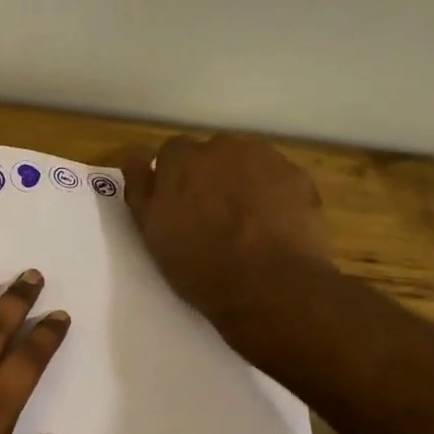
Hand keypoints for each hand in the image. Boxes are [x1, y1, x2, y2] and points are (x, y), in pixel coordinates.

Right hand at [116, 133, 334, 344]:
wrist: (270, 285)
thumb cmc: (200, 264)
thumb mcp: (151, 232)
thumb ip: (140, 189)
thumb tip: (136, 159)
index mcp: (181, 160)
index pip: (171, 152)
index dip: (173, 177)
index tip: (176, 203)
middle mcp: (222, 147)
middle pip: (211, 153)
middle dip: (208, 175)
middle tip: (210, 215)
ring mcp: (265, 159)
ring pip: (245, 162)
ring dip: (240, 181)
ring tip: (244, 221)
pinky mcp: (298, 177)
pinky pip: (276, 178)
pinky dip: (271, 194)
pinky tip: (271, 225)